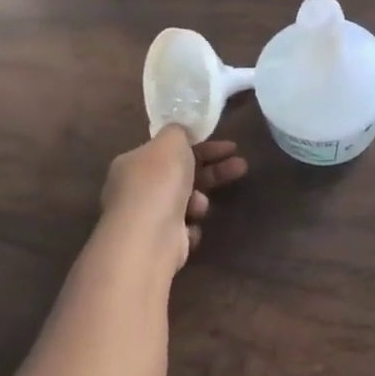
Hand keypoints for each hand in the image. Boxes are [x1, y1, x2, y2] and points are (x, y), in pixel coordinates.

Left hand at [97, 127, 247, 269]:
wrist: (149, 238)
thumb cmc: (159, 182)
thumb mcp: (171, 141)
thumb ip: (179, 131)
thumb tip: (181, 133)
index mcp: (133, 163)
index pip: (170, 150)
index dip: (201, 145)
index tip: (229, 146)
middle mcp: (135, 190)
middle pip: (182, 174)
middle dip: (213, 171)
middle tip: (240, 165)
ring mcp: (146, 218)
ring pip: (185, 202)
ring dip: (199, 201)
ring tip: (201, 206)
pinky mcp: (158, 244)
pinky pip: (183, 229)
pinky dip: (190, 227)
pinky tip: (190, 227)